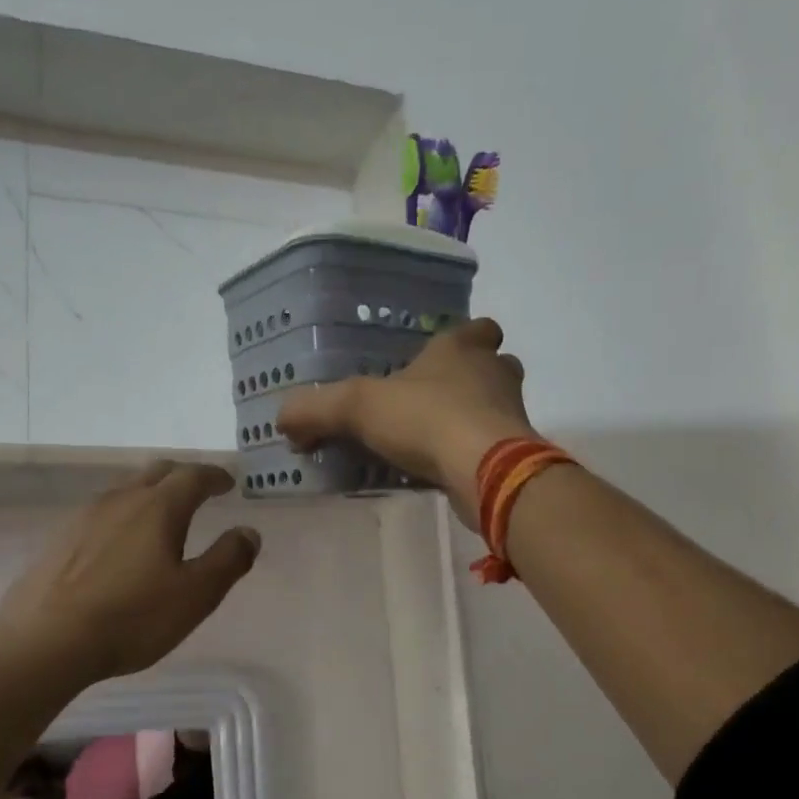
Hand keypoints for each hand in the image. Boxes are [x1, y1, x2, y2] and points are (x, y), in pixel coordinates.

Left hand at [0, 462, 260, 683]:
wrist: (46, 640)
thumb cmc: (132, 617)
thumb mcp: (196, 595)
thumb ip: (228, 560)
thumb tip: (249, 532)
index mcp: (158, 508)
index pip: (193, 477)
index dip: (215, 476)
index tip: (228, 482)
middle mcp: (121, 500)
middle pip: (157, 472)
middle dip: (184, 476)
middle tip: (200, 489)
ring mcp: (85, 517)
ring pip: (126, 490)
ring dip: (151, 493)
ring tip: (163, 514)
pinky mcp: (61, 540)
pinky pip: (102, 513)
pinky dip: (124, 515)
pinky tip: (121, 542)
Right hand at [277, 317, 534, 528]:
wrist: (486, 470)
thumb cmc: (426, 420)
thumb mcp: (357, 407)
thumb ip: (316, 409)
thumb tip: (283, 419)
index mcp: (462, 348)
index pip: (478, 328)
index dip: (462, 338)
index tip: (439, 357)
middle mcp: (494, 374)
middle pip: (492, 366)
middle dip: (469, 379)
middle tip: (433, 400)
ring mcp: (511, 414)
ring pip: (496, 407)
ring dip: (472, 418)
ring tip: (434, 439)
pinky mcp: (515, 453)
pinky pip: (493, 446)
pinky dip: (473, 454)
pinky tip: (444, 471)